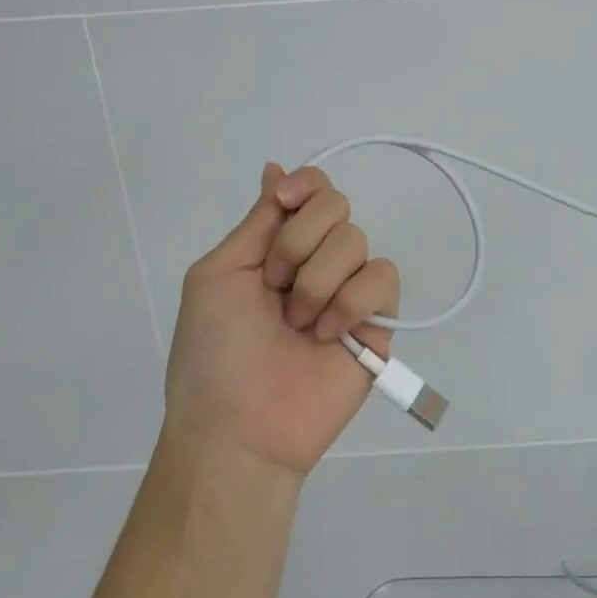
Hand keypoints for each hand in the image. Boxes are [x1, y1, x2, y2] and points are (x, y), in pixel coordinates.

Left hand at [164, 164, 398, 476]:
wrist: (238, 429)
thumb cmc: (213, 352)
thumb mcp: (218, 275)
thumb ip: (258, 222)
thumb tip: (275, 168)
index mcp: (278, 246)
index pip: (312, 190)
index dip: (306, 185)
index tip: (286, 202)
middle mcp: (316, 260)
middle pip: (337, 205)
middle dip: (300, 241)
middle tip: (274, 286)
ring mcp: (349, 290)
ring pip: (357, 241)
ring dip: (318, 281)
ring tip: (298, 325)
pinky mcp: (378, 321)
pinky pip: (383, 279)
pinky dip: (352, 302)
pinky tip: (328, 336)